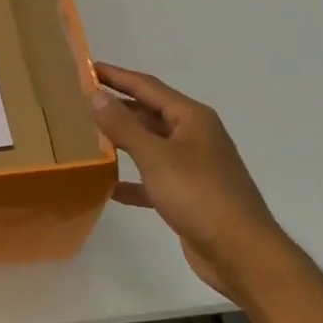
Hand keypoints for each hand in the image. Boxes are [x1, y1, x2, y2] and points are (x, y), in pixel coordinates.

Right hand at [91, 62, 280, 300]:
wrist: (241, 253)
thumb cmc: (199, 195)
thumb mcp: (155, 156)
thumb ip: (123, 125)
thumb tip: (96, 94)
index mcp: (191, 117)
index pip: (147, 86)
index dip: (117, 76)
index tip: (87, 68)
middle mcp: (194, 135)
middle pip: (149, 113)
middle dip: (118, 106)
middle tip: (81, 101)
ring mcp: (194, 165)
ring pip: (151, 145)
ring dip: (123, 141)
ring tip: (88, 136)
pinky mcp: (189, 195)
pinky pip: (154, 178)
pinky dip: (133, 179)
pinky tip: (108, 186)